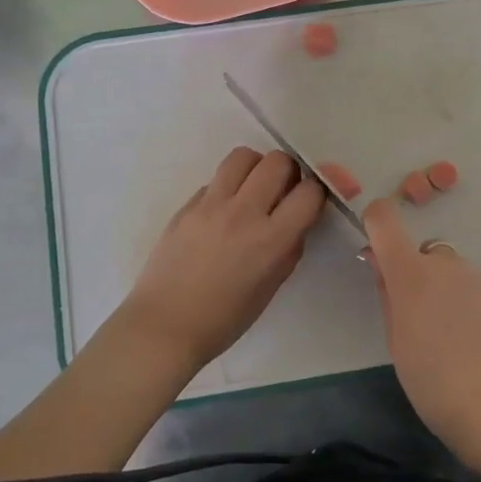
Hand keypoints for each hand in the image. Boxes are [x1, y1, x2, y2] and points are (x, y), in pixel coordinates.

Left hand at [117, 147, 325, 372]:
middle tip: (282, 191)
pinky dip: (228, 187)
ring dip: (256, 168)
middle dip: (288, 171)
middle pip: (278, 161)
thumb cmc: (224, 319)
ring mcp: (211, 204)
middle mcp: (244, 213)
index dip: (316, 192)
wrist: (164, 325)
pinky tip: (222, 212)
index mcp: (271, 240)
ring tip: (253, 189)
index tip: (310, 201)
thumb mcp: (271, 287)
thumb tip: (296, 222)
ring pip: (243, 156)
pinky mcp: (187, 204)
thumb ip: (289, 248)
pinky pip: (216, 179)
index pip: (309, 192)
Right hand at [362, 197, 480, 473]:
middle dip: (418, 276)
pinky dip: (473, 305)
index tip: (376, 249)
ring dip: (447, 291)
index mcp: (410, 273)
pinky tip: (479, 343)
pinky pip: (478, 289)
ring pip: (454, 273)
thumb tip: (380, 264)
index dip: (376, 223)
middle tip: (420, 320)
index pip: (384, 220)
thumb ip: (387, 294)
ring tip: (454, 338)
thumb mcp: (395, 341)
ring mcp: (480, 276)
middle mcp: (446, 264)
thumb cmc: (432, 381)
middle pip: (424, 255)